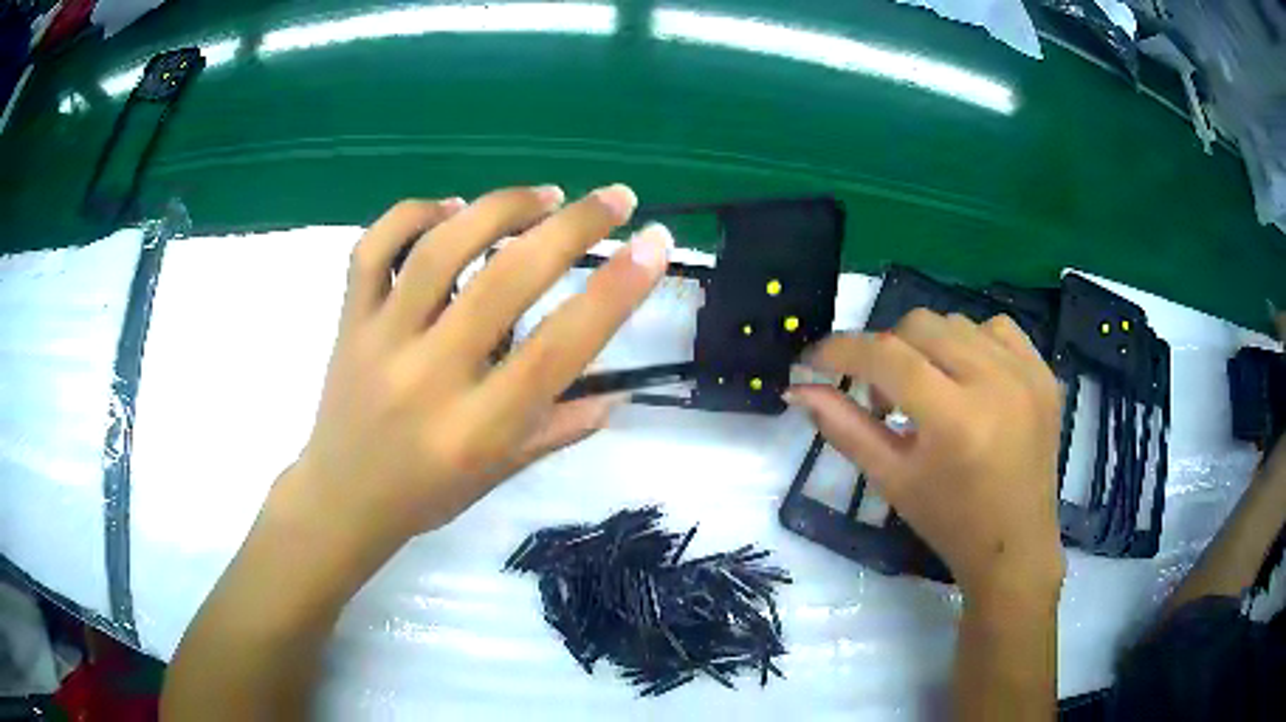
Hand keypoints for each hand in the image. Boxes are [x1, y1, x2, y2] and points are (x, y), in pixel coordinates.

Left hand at [282, 184, 671, 552]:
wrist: (339, 500)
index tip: (654, 246)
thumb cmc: (425, 497)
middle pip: (505, 281)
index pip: (558, 350)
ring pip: (440, 250)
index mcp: (476, 430)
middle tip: (615, 199)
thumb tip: (616, 393)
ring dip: (500, 208)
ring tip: (544, 195)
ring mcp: (380, 341)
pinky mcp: (348, 320)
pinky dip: (413, 213)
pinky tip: (450, 208)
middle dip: (572, 227)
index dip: (615, 292)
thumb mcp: (498, 476)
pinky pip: (373, 248)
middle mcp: (429, 377)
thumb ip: (557, 430)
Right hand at [789, 310, 1064, 597]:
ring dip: (927, 348)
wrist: (1015, 544)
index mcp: (955, 420)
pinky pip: (997, 328)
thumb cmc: (948, 522)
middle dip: (886, 351)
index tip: (813, 361)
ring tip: (928, 391)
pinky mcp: (1044, 372)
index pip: (886, 357)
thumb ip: (843, 427)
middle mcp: (995, 383)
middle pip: (920, 325)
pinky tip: (968, 379)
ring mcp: (1026, 373)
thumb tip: (797, 390)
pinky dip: (971, 343)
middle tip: (882, 396)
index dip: (841, 350)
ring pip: (956, 322)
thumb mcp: (890, 479)